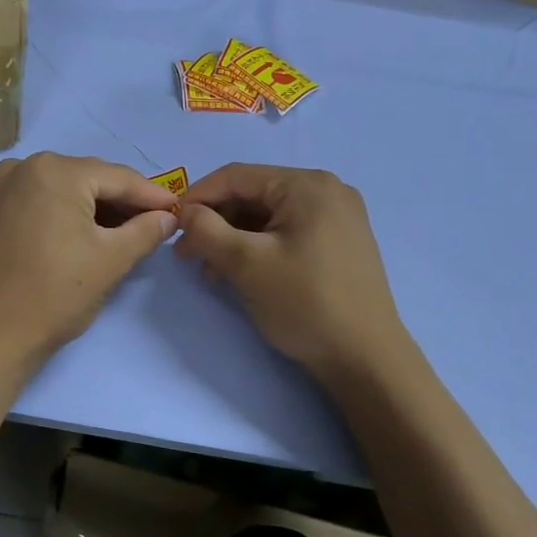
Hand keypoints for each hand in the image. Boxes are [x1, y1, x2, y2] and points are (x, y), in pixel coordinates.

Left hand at [0, 153, 178, 375]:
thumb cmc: (55, 294)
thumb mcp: (111, 260)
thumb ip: (146, 231)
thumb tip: (167, 218)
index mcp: (56, 171)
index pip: (118, 178)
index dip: (152, 195)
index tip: (178, 209)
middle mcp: (26, 167)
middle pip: (90, 178)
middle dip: (124, 200)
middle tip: (156, 223)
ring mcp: (4, 186)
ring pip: (65, 188)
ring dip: (96, 206)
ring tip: (127, 231)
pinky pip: (42, 199)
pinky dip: (67, 211)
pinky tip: (88, 232)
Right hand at [176, 164, 403, 387]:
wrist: (365, 360)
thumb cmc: (305, 303)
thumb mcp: (246, 263)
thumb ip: (206, 230)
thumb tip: (184, 213)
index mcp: (307, 185)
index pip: (237, 176)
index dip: (197, 197)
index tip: (171, 225)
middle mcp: (327, 191)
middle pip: (253, 196)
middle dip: (215, 223)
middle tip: (187, 255)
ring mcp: (337, 218)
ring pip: (267, 217)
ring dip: (233, 239)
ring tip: (210, 273)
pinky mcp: (339, 244)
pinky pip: (286, 233)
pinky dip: (258, 249)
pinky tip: (239, 275)